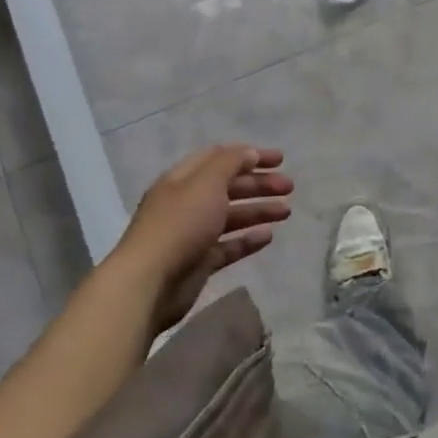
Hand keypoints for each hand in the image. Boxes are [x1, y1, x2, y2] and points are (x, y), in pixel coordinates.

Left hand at [112, 144, 291, 331]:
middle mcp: (187, 203)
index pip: (219, 158)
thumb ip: (230, 163)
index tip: (279, 159)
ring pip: (231, 216)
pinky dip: (248, 240)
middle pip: (228, 187)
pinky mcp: (199, 262)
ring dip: (259, 210)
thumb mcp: (207, 182)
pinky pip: (229, 246)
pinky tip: (269, 236)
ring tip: (286, 211)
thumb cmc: (179, 224)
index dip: (249, 155)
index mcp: (183, 179)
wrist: (149, 283)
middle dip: (259, 184)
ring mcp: (192, 234)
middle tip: (289, 187)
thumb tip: (249, 153)